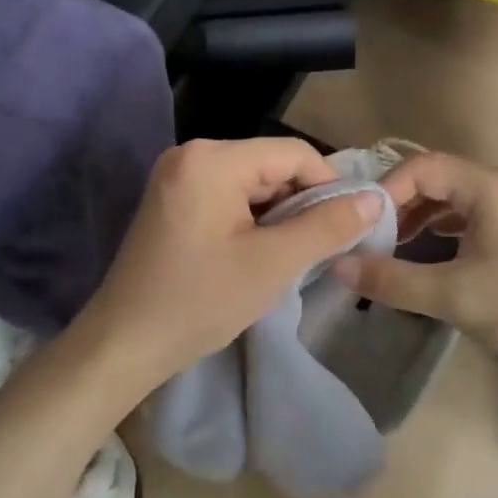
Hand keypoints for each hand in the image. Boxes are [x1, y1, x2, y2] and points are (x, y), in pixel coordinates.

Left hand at [67, 138, 383, 399]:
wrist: (123, 344)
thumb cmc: (200, 302)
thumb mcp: (273, 264)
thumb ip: (327, 227)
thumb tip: (373, 200)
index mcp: (212, 159)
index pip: (293, 153)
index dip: (329, 186)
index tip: (348, 226)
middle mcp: (191, 154)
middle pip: (270, 164)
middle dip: (302, 202)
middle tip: (321, 246)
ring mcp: (177, 175)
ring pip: (251, 181)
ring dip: (278, 213)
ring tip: (291, 253)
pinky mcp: (172, 198)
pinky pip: (228, 195)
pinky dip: (252, 218)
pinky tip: (259, 251)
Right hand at [334, 152, 497, 387]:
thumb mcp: (452, 296)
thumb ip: (392, 279)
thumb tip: (337, 265)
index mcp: (489, 187)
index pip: (422, 166)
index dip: (386, 190)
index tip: (361, 225)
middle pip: (435, 179)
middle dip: (398, 205)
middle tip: (368, 237)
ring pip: (451, 199)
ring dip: (417, 219)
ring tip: (388, 249)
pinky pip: (467, 218)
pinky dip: (439, 231)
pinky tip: (422, 258)